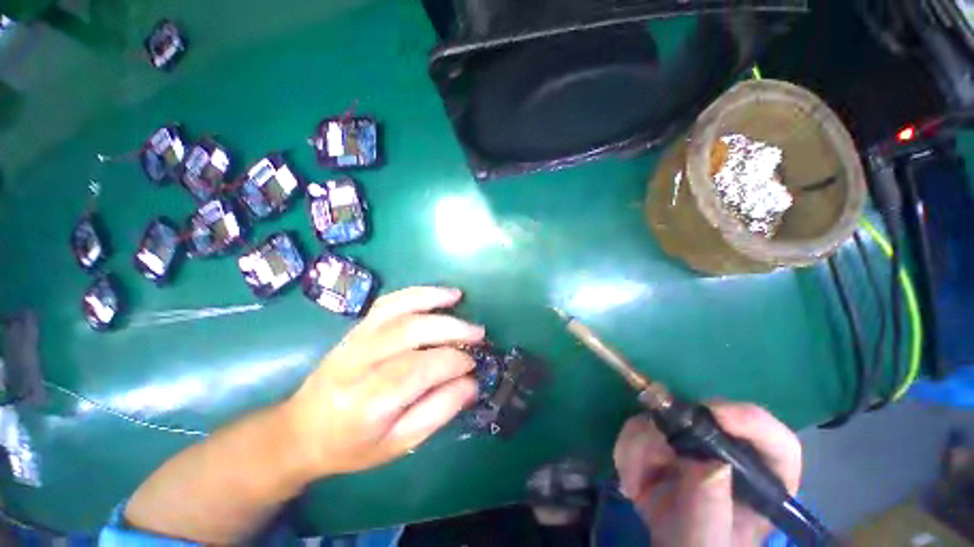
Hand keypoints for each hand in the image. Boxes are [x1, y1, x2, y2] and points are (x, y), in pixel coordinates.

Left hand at [283, 287, 484, 476]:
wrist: (301, 431)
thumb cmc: (352, 446)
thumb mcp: (398, 444)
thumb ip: (438, 411)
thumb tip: (471, 382)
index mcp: (367, 402)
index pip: (418, 370)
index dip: (453, 362)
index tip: (474, 363)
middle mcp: (357, 364)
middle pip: (410, 332)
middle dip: (451, 329)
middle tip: (478, 334)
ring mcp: (354, 340)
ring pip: (398, 310)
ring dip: (433, 300)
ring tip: (459, 298)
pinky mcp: (356, 328)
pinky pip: (388, 302)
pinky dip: (415, 293)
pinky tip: (435, 293)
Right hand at [613, 403, 801, 546]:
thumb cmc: (699, 546)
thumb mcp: (706, 540)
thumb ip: (710, 511)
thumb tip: (710, 464)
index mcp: (760, 482)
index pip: (776, 443)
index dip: (750, 420)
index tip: (715, 416)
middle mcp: (727, 454)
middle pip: (705, 417)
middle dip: (672, 431)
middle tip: (655, 458)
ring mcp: (691, 445)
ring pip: (662, 417)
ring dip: (641, 446)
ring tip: (638, 484)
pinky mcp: (660, 441)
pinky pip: (637, 426)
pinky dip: (627, 450)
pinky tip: (631, 483)